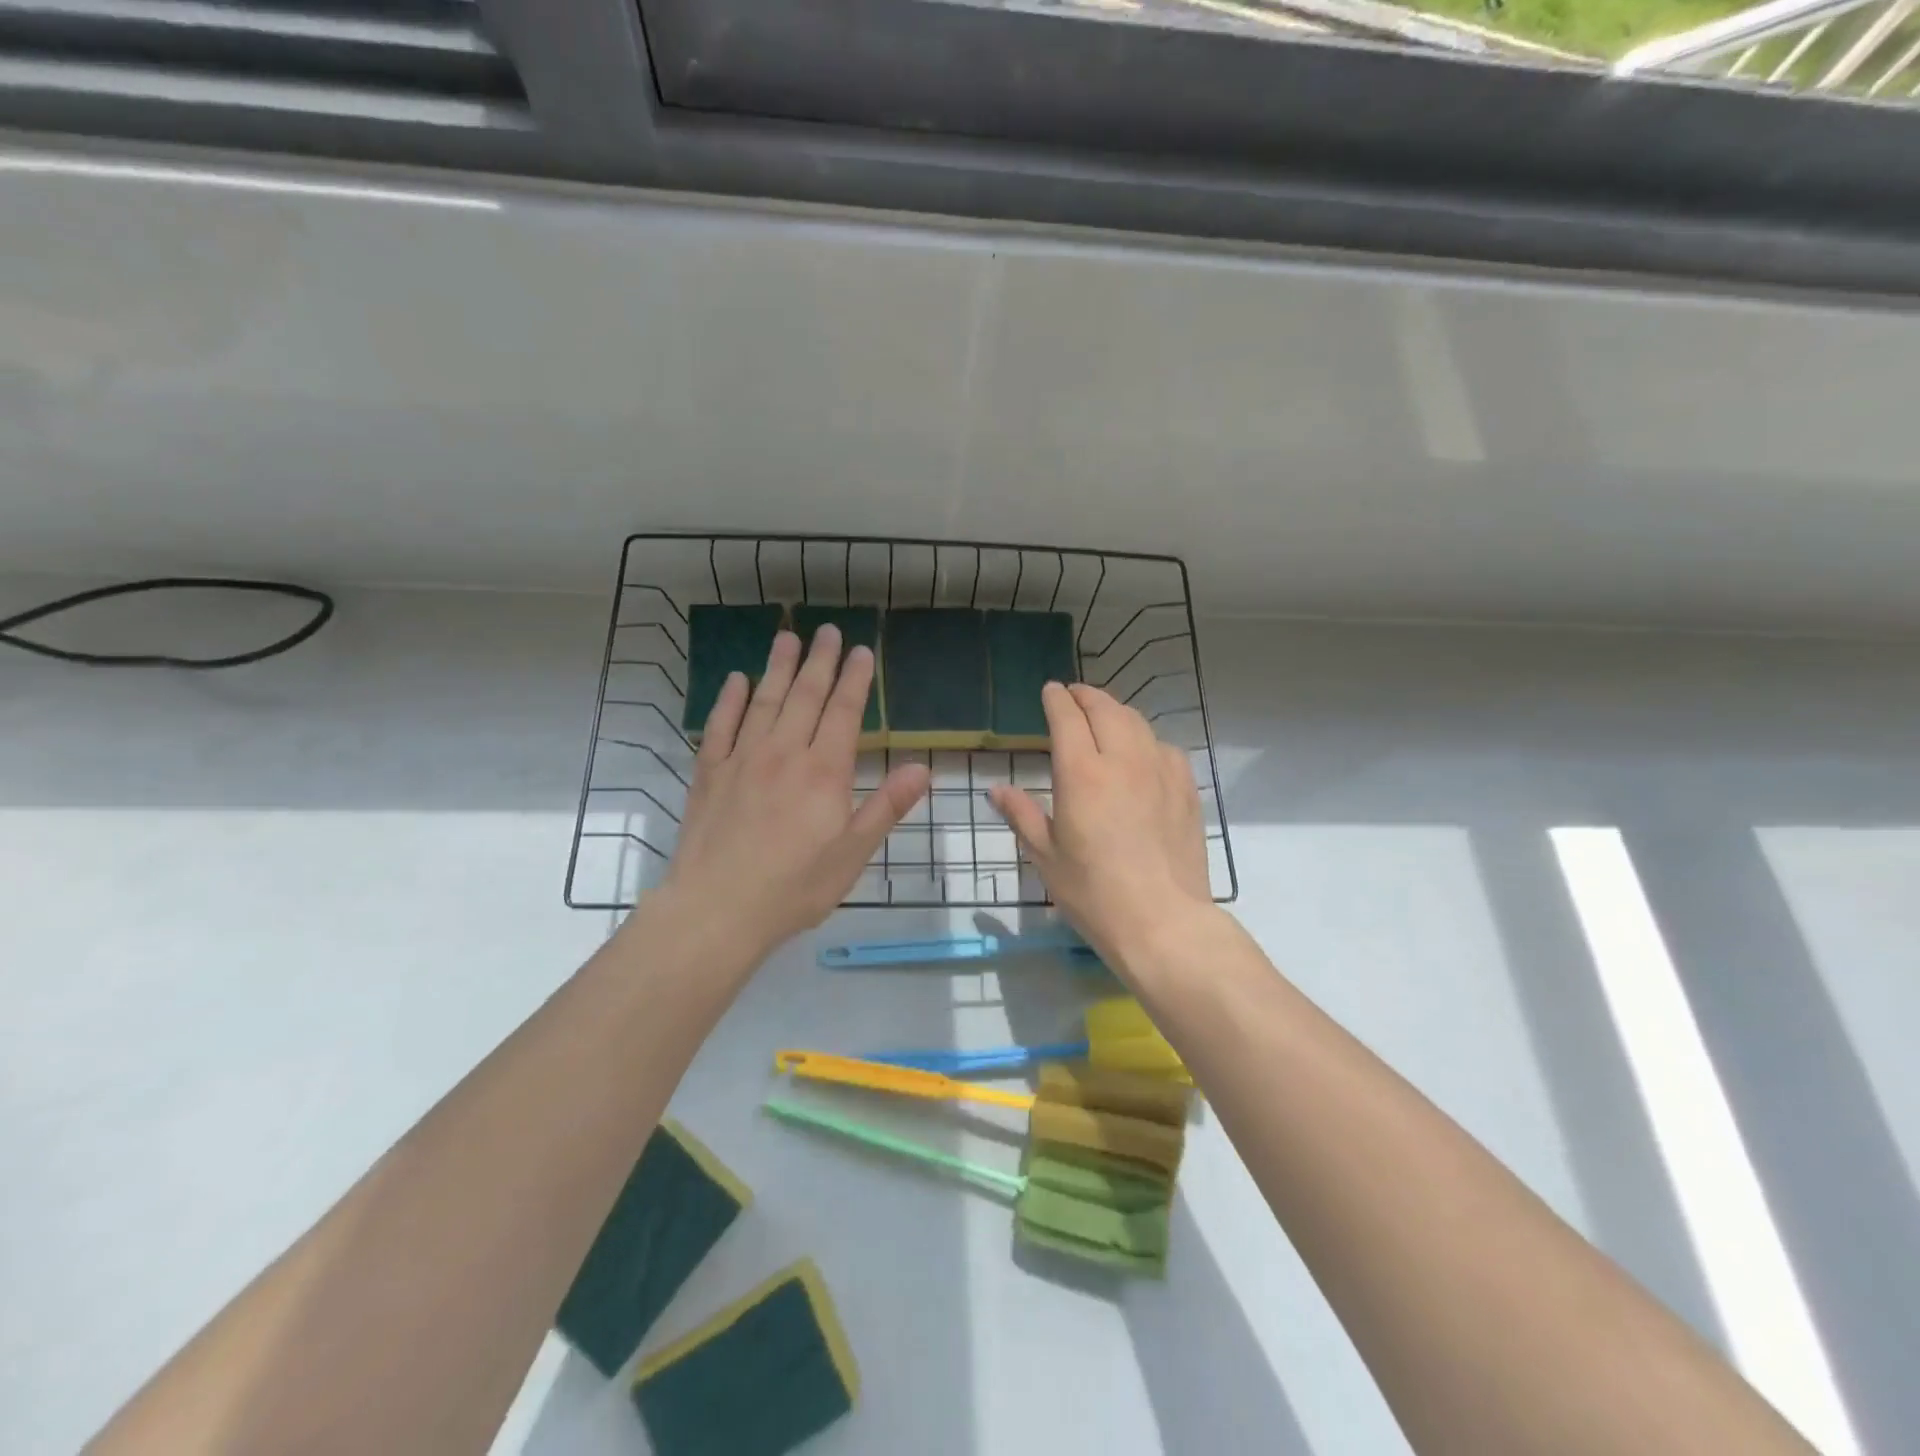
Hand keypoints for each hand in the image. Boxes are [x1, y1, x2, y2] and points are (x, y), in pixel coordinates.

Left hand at [656, 625, 929, 964]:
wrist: (717, 909)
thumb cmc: (795, 887)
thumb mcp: (853, 854)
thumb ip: (886, 806)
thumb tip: (922, 768)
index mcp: (823, 771)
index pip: (843, 712)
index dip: (855, 679)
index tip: (862, 651)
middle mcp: (783, 753)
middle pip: (804, 696)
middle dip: (819, 661)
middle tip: (827, 630)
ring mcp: (741, 759)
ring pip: (764, 701)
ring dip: (777, 667)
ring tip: (787, 637)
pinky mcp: (709, 773)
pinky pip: (720, 725)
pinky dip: (729, 700)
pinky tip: (736, 680)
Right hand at [989, 683, 1211, 966]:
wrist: (1162, 921)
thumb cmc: (1093, 893)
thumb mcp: (1045, 856)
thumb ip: (1022, 815)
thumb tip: (997, 789)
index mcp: (1082, 774)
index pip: (1068, 718)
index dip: (1057, 700)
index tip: (1050, 691)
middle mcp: (1122, 760)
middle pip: (1105, 710)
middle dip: (1086, 696)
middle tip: (1074, 696)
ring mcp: (1160, 771)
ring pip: (1137, 722)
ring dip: (1116, 711)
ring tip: (1105, 715)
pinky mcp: (1186, 789)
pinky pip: (1164, 747)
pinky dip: (1146, 738)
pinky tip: (1142, 752)